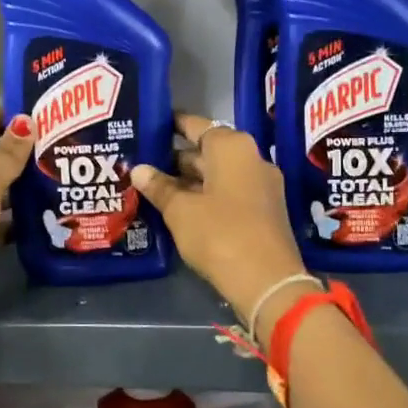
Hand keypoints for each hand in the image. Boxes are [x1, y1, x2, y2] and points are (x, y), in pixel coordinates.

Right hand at [132, 114, 308, 330]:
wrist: (268, 281)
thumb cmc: (220, 234)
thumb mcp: (180, 211)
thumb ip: (159, 187)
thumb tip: (139, 169)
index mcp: (232, 147)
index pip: (197, 125)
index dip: (172, 125)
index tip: (150, 126)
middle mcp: (251, 158)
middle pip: (208, 151)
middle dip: (176, 159)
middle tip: (142, 164)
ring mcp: (261, 186)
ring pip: (218, 174)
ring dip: (189, 181)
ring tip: (154, 187)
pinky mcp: (264, 211)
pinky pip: (228, 193)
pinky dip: (205, 196)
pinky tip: (180, 208)